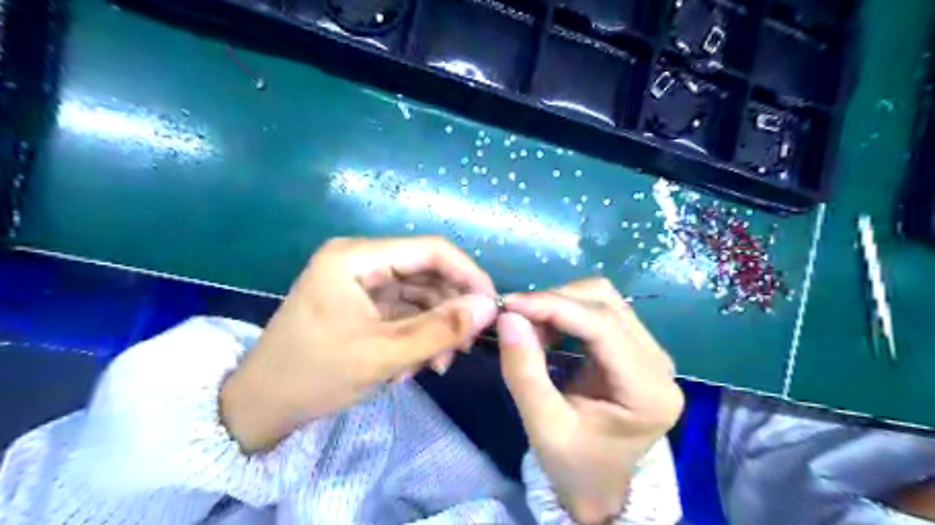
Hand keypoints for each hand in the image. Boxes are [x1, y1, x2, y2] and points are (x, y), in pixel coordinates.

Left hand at [221, 235, 496, 450]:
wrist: (261, 407)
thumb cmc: (315, 374)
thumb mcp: (383, 354)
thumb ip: (440, 329)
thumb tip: (489, 307)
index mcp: (356, 257)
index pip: (430, 250)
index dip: (467, 275)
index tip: (492, 308)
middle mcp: (361, 261)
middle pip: (426, 273)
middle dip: (449, 310)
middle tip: (465, 347)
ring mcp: (362, 283)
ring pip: (419, 296)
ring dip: (434, 329)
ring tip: (437, 366)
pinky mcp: (363, 304)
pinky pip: (405, 312)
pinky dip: (417, 336)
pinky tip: (416, 365)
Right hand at [500, 279, 685, 524]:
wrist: (598, 487)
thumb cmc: (574, 466)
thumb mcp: (543, 427)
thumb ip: (524, 371)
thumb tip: (508, 317)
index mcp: (648, 390)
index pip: (602, 326)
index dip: (554, 306)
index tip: (509, 304)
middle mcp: (659, 362)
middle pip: (606, 302)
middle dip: (555, 302)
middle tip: (515, 319)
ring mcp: (650, 351)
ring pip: (603, 299)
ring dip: (559, 304)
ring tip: (529, 327)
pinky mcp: (634, 347)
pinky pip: (599, 311)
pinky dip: (566, 312)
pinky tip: (546, 330)